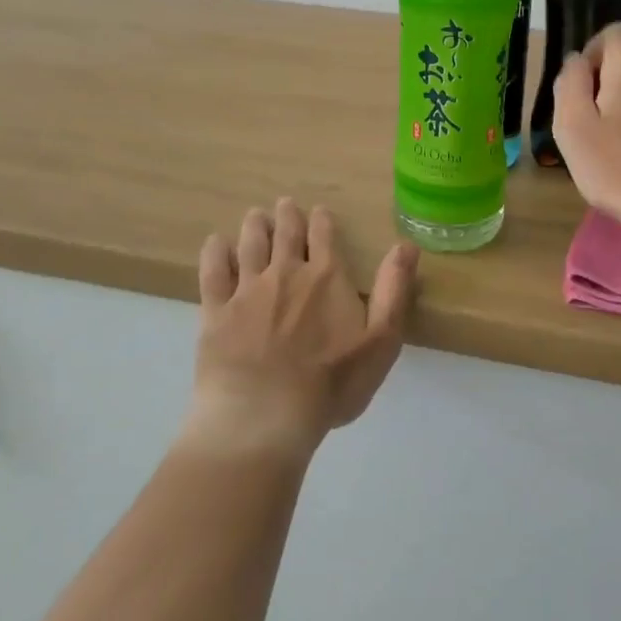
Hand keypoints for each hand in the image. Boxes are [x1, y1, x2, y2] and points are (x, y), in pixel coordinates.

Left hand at [186, 199, 418, 460]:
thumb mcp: (380, 341)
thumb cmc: (330, 384)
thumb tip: (406, 245)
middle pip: (285, 234)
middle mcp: (286, 273)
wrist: (263, 417)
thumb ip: (394, 290)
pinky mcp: (215, 312)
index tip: (318, 211)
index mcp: (326, 277)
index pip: (323, 236)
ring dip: (254, 226)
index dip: (321, 221)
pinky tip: (215, 243)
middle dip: (286, 216)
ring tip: (255, 215)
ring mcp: (247, 291)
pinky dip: (215, 253)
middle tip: (284, 203)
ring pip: (250, 245)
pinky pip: (213, 273)